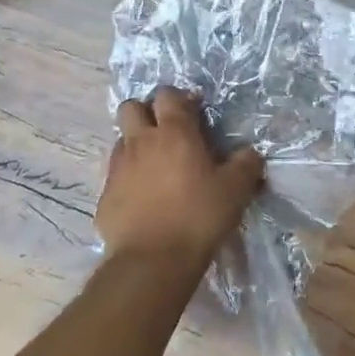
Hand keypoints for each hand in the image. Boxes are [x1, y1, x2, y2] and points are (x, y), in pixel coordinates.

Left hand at [97, 88, 264, 265]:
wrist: (153, 261)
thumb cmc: (199, 216)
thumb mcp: (236, 189)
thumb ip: (246, 163)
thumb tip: (250, 153)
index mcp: (174, 133)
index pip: (168, 94)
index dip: (180, 99)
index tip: (194, 113)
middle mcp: (141, 142)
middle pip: (131, 107)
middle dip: (146, 112)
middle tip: (167, 133)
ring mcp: (118, 169)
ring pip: (121, 141)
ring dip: (137, 146)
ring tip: (157, 168)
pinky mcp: (105, 196)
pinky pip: (116, 176)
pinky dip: (129, 180)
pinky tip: (145, 200)